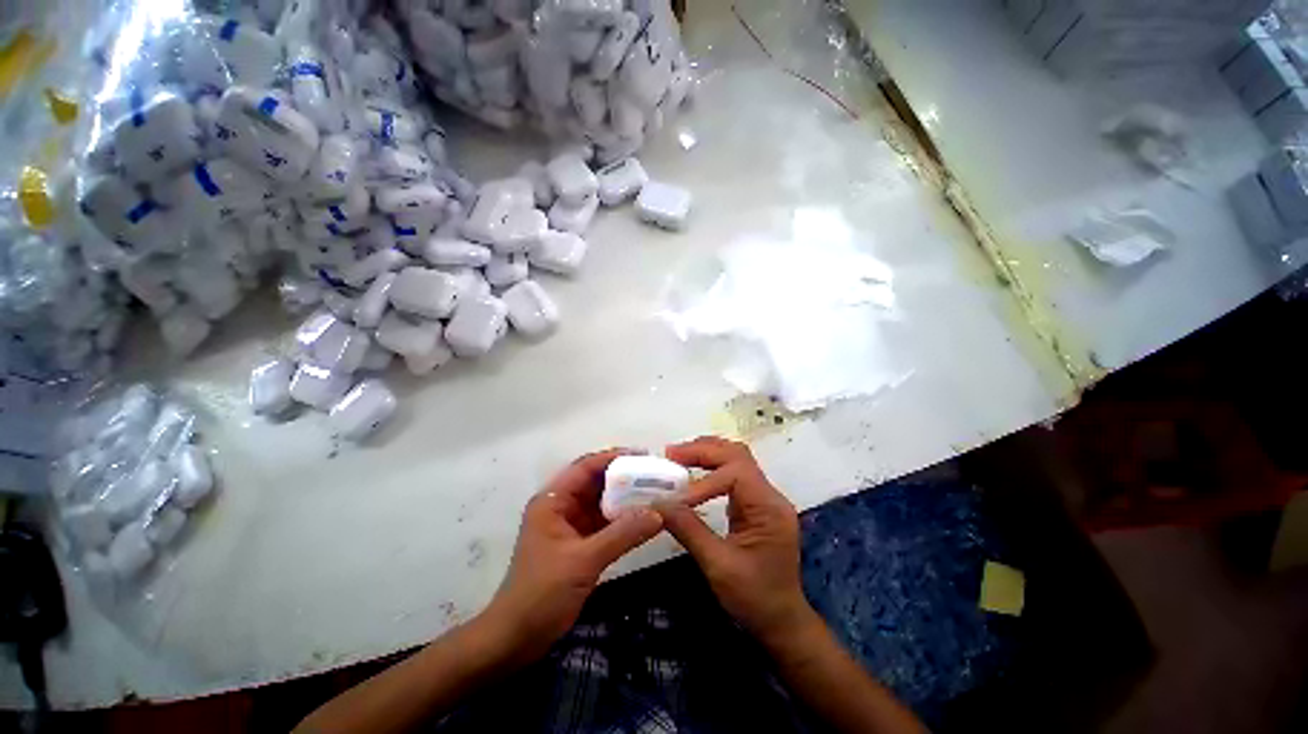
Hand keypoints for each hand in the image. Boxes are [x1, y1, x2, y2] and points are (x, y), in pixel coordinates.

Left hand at [482, 449, 662, 661]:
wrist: (515, 640)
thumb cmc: (541, 594)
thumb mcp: (583, 561)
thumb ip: (622, 534)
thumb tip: (659, 513)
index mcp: (553, 501)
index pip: (586, 467)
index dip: (614, 457)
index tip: (644, 456)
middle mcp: (561, 506)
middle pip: (596, 482)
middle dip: (624, 477)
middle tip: (655, 475)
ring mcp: (570, 525)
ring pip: (602, 502)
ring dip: (626, 498)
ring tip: (655, 492)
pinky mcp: (578, 543)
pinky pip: (604, 522)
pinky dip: (623, 519)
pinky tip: (644, 518)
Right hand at [655, 437, 816, 646]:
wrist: (782, 622)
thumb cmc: (755, 599)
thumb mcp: (718, 566)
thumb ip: (688, 530)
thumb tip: (658, 504)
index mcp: (768, 508)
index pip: (736, 473)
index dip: (704, 479)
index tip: (676, 496)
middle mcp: (770, 495)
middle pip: (737, 455)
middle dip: (703, 451)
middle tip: (671, 454)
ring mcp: (765, 498)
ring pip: (736, 459)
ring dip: (707, 453)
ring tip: (678, 456)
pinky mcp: (756, 504)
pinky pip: (734, 474)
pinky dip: (712, 467)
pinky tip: (693, 471)